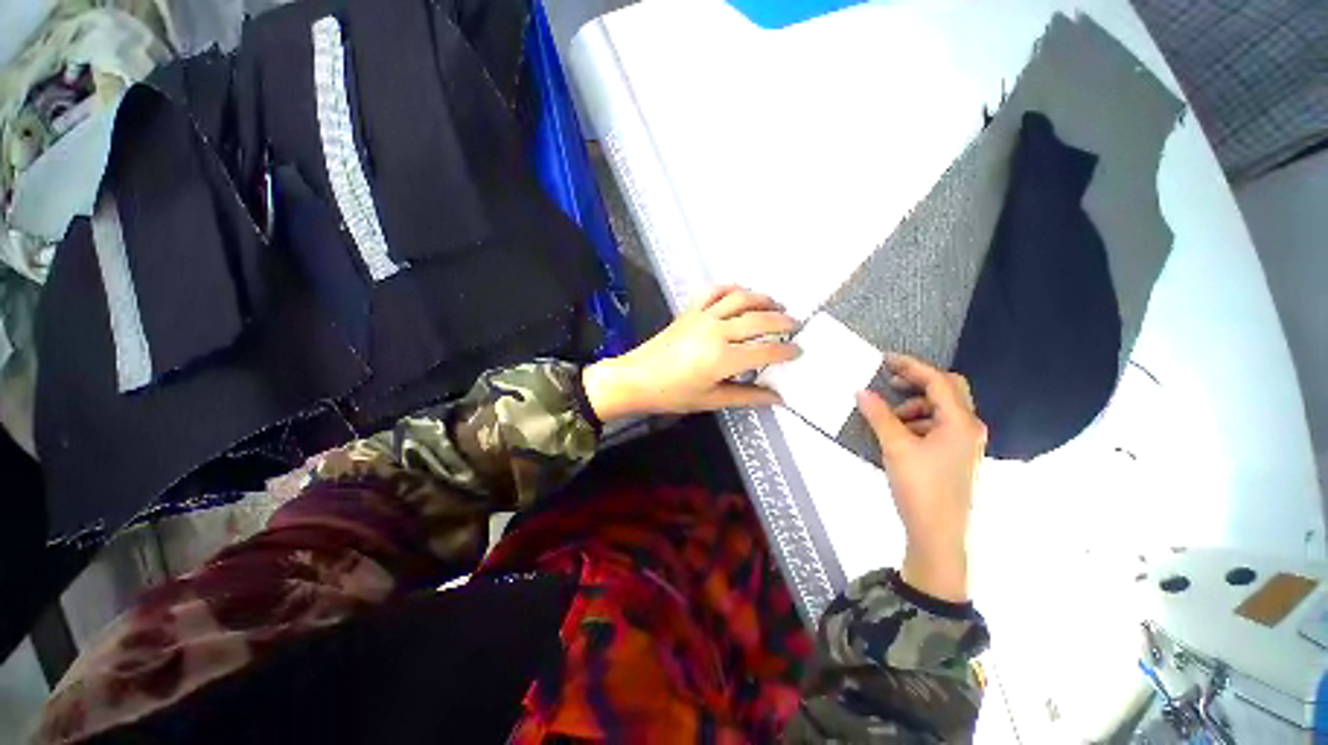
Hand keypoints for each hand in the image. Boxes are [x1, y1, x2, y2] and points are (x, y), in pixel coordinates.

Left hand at [583, 286, 800, 420]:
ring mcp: (702, 316)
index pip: (765, 351)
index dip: (786, 351)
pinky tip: (741, 293)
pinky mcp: (690, 310)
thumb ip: (746, 396)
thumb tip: (777, 399)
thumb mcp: (711, 400)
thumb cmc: (671, 394)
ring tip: (777, 305)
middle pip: (759, 319)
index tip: (799, 351)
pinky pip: (714, 291)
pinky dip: (731, 288)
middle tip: (796, 326)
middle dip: (783, 321)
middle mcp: (716, 331)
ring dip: (763, 299)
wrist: (635, 378)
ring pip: (740, 299)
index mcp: (722, 358)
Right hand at [856, 353, 985, 602]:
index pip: (938, 380)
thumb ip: (879, 415)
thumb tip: (862, 391)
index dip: (911, 366)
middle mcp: (969, 428)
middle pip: (948, 390)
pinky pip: (939, 427)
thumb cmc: (921, 488)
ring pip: (942, 409)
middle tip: (890, 382)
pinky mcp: (957, 457)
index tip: (884, 360)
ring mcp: (966, 444)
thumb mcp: (896, 447)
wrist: (939, 535)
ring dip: (916, 405)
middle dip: (918, 382)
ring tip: (891, 417)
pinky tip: (900, 435)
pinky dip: (919, 422)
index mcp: (961, 422)